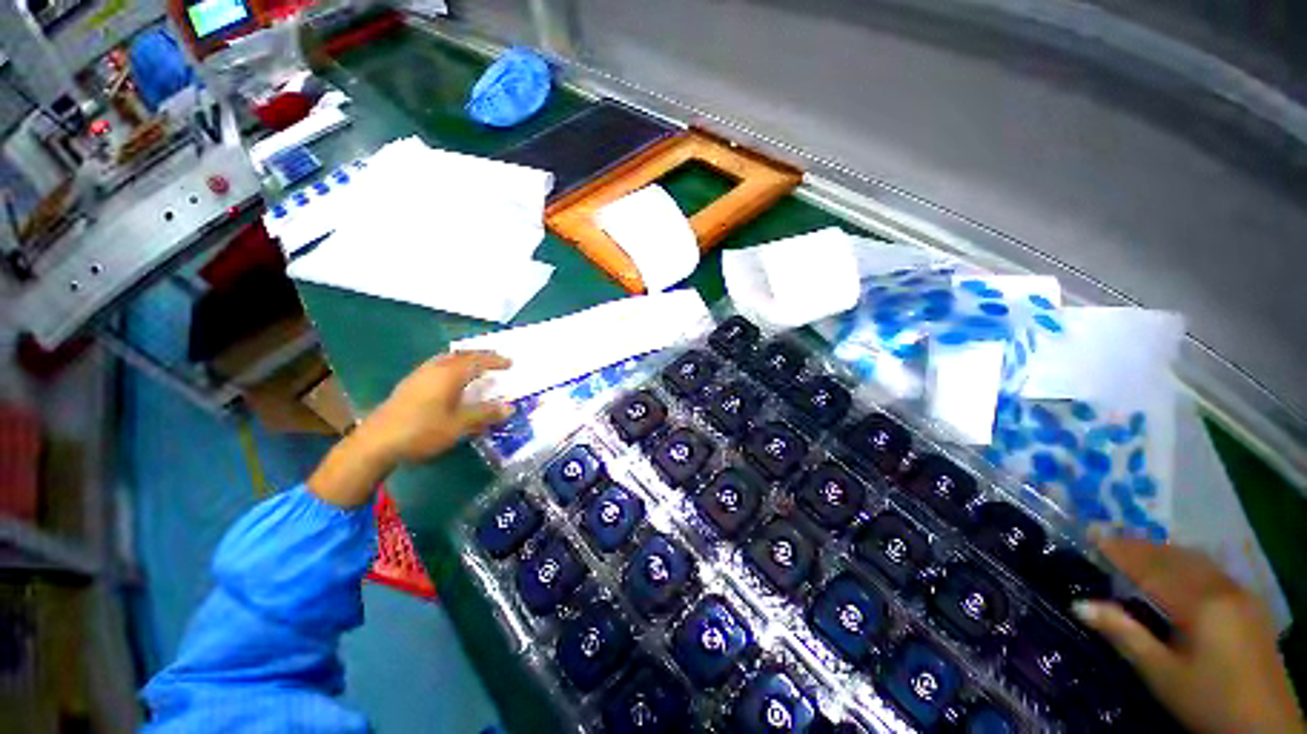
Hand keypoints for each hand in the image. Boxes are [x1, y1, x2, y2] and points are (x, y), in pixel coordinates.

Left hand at [364, 351, 512, 463]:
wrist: (376, 443)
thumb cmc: (422, 431)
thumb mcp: (459, 425)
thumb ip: (485, 414)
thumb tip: (510, 407)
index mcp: (450, 375)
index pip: (478, 362)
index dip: (495, 361)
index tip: (510, 362)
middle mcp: (435, 369)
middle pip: (461, 355)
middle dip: (480, 355)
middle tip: (495, 359)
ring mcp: (419, 375)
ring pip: (447, 358)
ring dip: (464, 359)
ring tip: (475, 365)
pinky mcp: (409, 384)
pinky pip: (437, 365)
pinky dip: (451, 365)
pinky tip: (449, 378)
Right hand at [1073, 538, 1302, 733]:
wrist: (1266, 727)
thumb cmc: (1207, 701)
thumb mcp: (1162, 675)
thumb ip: (1125, 635)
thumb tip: (1080, 604)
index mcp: (1201, 603)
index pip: (1152, 568)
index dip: (1120, 550)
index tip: (1090, 533)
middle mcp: (1222, 588)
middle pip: (1176, 557)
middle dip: (1139, 545)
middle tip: (1106, 535)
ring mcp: (1241, 593)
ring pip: (1196, 560)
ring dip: (1163, 550)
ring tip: (1135, 547)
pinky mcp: (1250, 603)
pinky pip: (1211, 570)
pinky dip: (1185, 561)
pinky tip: (1177, 566)